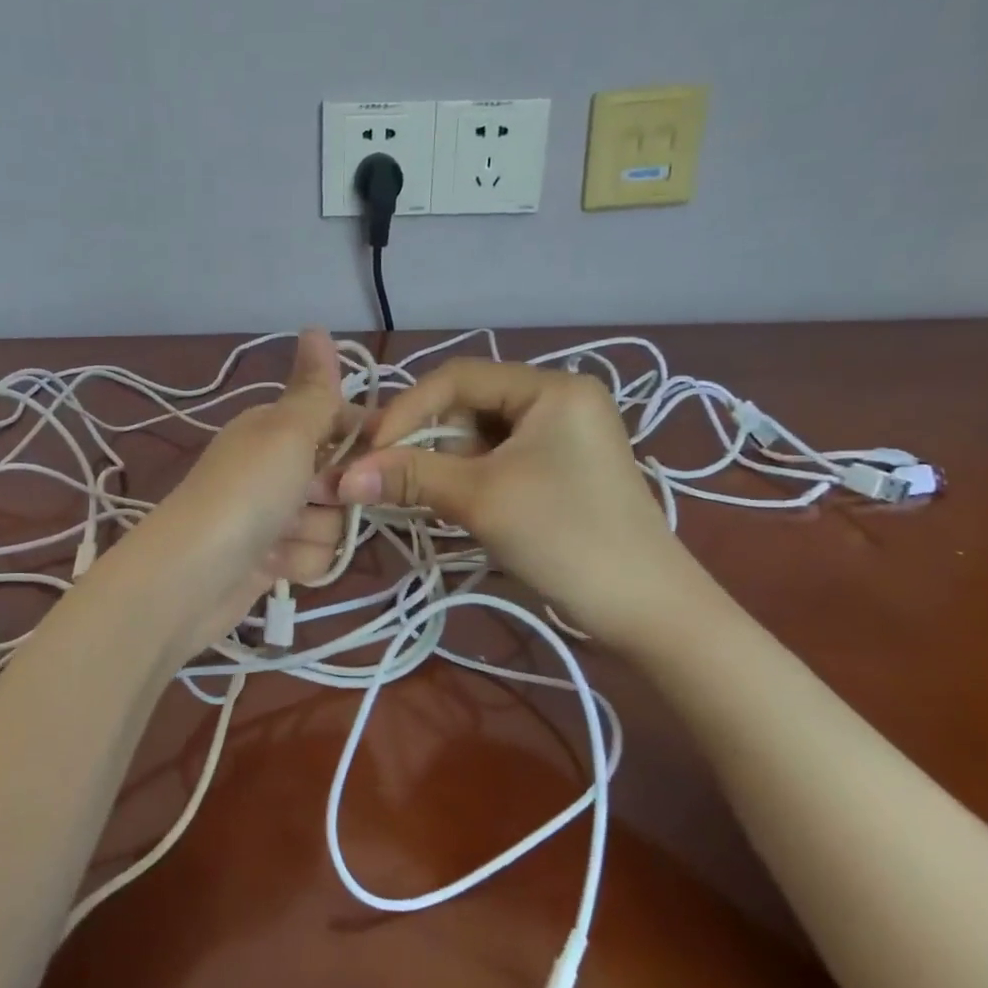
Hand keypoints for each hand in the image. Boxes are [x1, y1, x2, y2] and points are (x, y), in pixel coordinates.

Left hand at [133, 329, 351, 654]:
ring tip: (278, 537)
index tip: (378, 461)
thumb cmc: (245, 493)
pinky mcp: (272, 557)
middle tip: (308, 498)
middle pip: (345, 478)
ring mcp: (273, 513)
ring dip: (312, 533)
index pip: (346, 423)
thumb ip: (315, 388)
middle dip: (334, 496)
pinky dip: (297, 563)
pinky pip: (313, 556)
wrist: (191, 577)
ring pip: (333, 522)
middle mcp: (277, 465)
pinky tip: (270, 564)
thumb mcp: (287, 432)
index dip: (367, 444)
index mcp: (277, 426)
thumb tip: (316, 325)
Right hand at [334, 358, 713, 655]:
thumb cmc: (565, 537)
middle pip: (467, 407)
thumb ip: (409, 477)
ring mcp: (562, 438)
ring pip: (479, 438)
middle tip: (395, 482)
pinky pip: (498, 462)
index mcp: (551, 387)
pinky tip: (459, 508)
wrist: (647, 610)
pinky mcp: (560, 472)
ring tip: (432, 501)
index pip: (458, 377)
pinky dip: (469, 482)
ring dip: (446, 467)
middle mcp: (558, 400)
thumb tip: (341, 476)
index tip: (370, 453)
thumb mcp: (480, 498)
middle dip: (428, 443)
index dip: (406, 410)